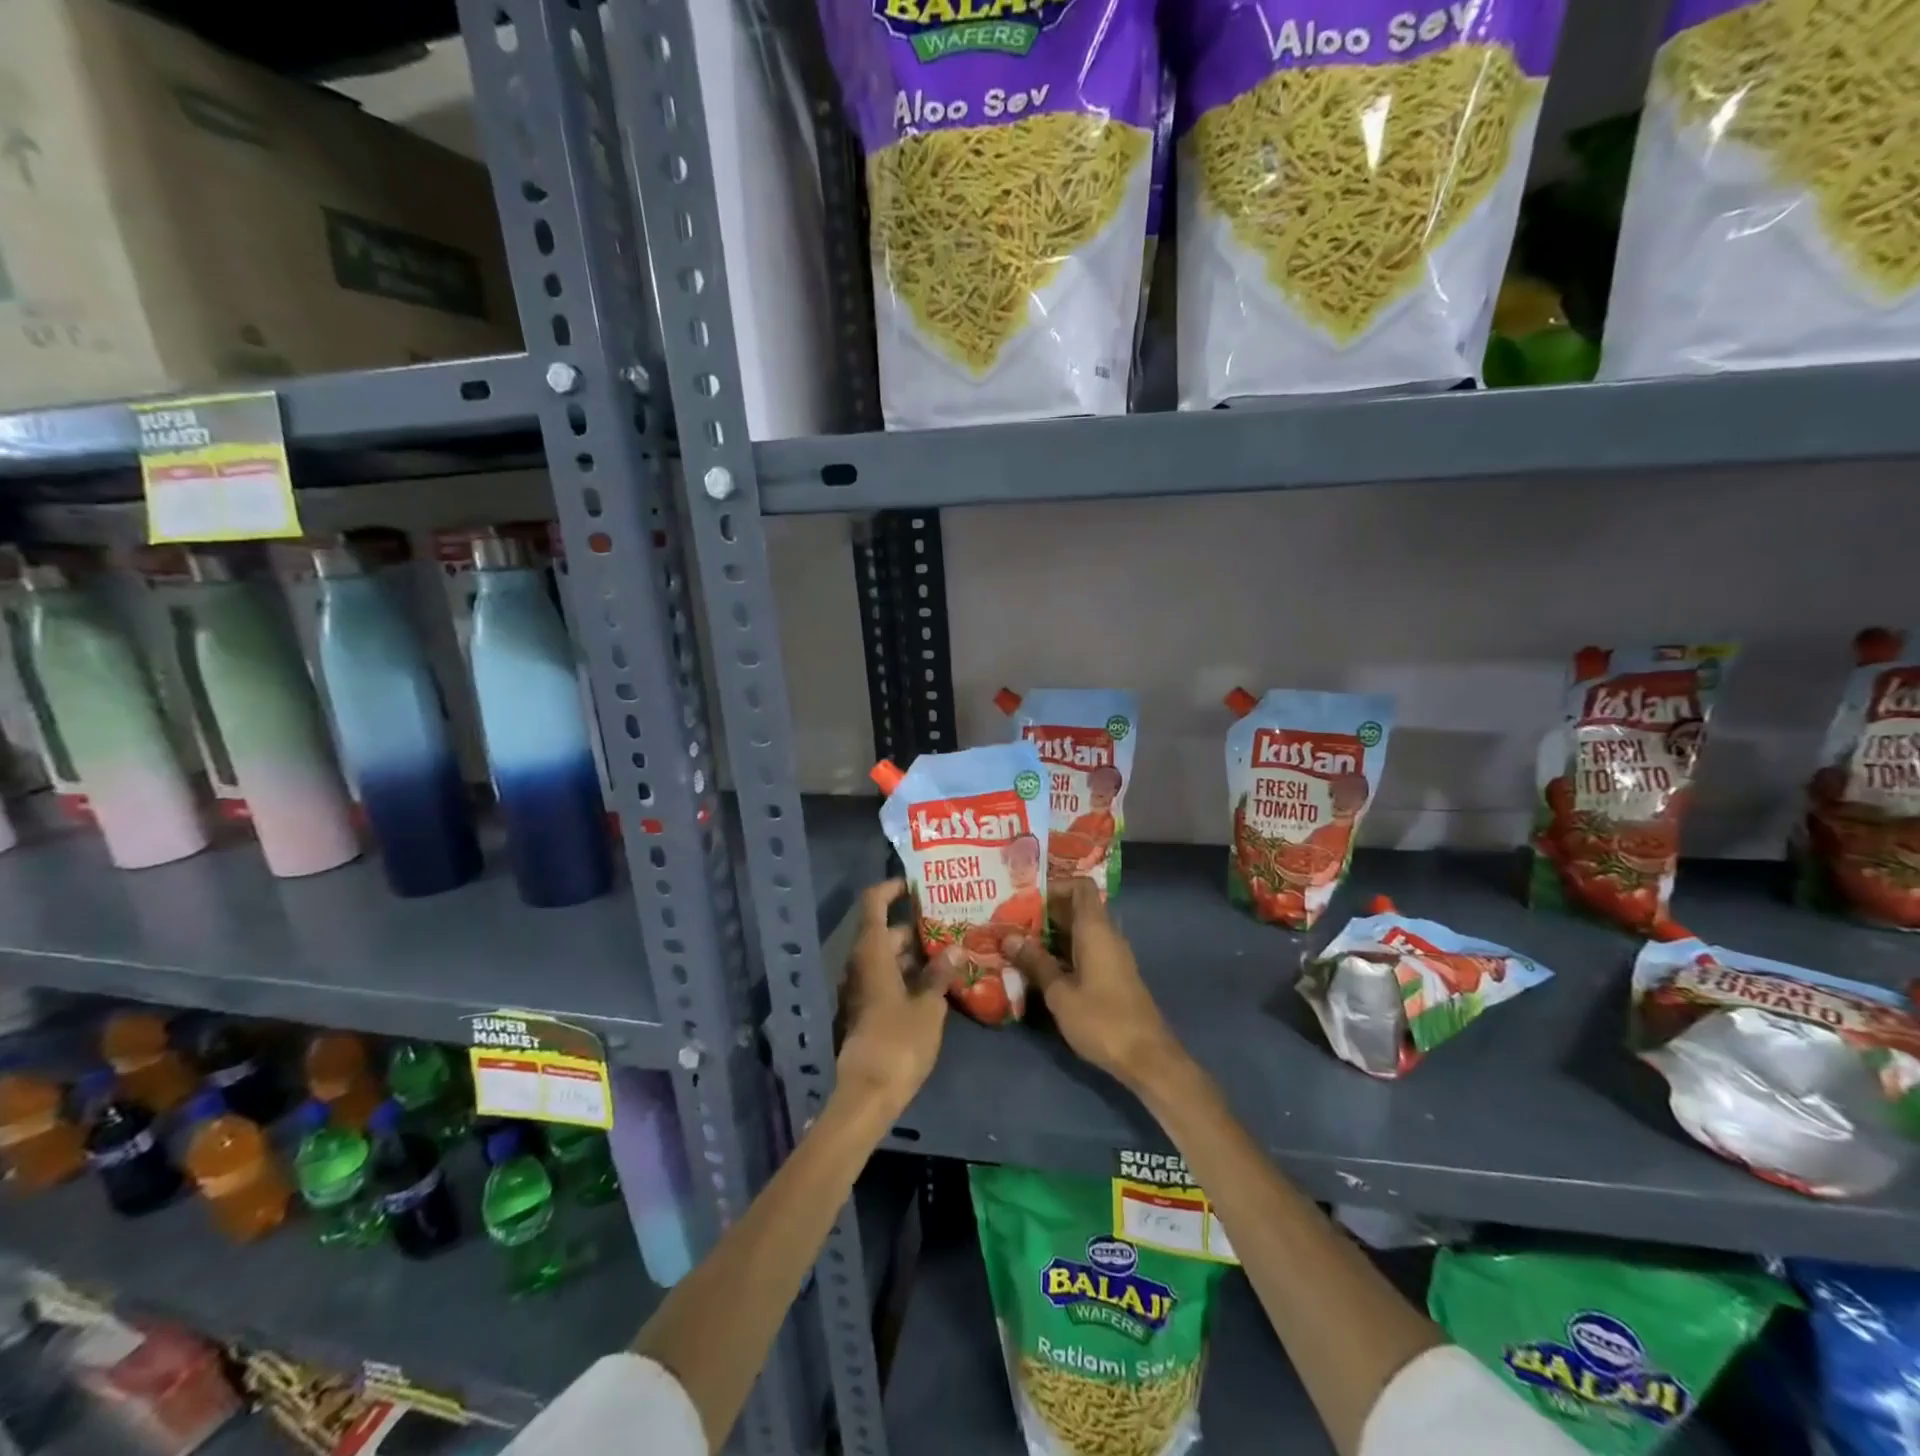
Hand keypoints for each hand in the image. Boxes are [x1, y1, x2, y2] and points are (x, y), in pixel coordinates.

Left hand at [836, 879, 959, 1118]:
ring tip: (952, 950)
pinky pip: (887, 979)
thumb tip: (954, 949)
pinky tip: (938, 983)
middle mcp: (860, 964)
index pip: (874, 903)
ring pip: (888, 958)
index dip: (892, 888)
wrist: (867, 1095)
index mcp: (872, 953)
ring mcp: (861, 989)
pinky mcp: (866, 1011)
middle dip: (916, 926)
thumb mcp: (928, 1006)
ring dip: (915, 953)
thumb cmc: (898, 1042)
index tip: (916, 883)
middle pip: (885, 932)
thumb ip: (940, 974)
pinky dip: (909, 974)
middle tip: (950, 922)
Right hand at [1001, 880, 1178, 1088]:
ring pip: (1080, 930)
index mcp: (1096, 930)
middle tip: (1012, 920)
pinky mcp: (1113, 975)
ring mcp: (1113, 956)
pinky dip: (1064, 950)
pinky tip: (1041, 967)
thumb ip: (1035, 963)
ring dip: (1052, 933)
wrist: (1147, 1057)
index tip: (1025, 897)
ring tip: (1019, 942)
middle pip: (1078, 907)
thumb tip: (1008, 938)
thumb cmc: (1102, 1020)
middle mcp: (1107, 935)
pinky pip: (1086, 949)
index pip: (1080, 886)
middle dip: (1045, 911)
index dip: (1055, 885)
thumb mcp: (1060, 993)